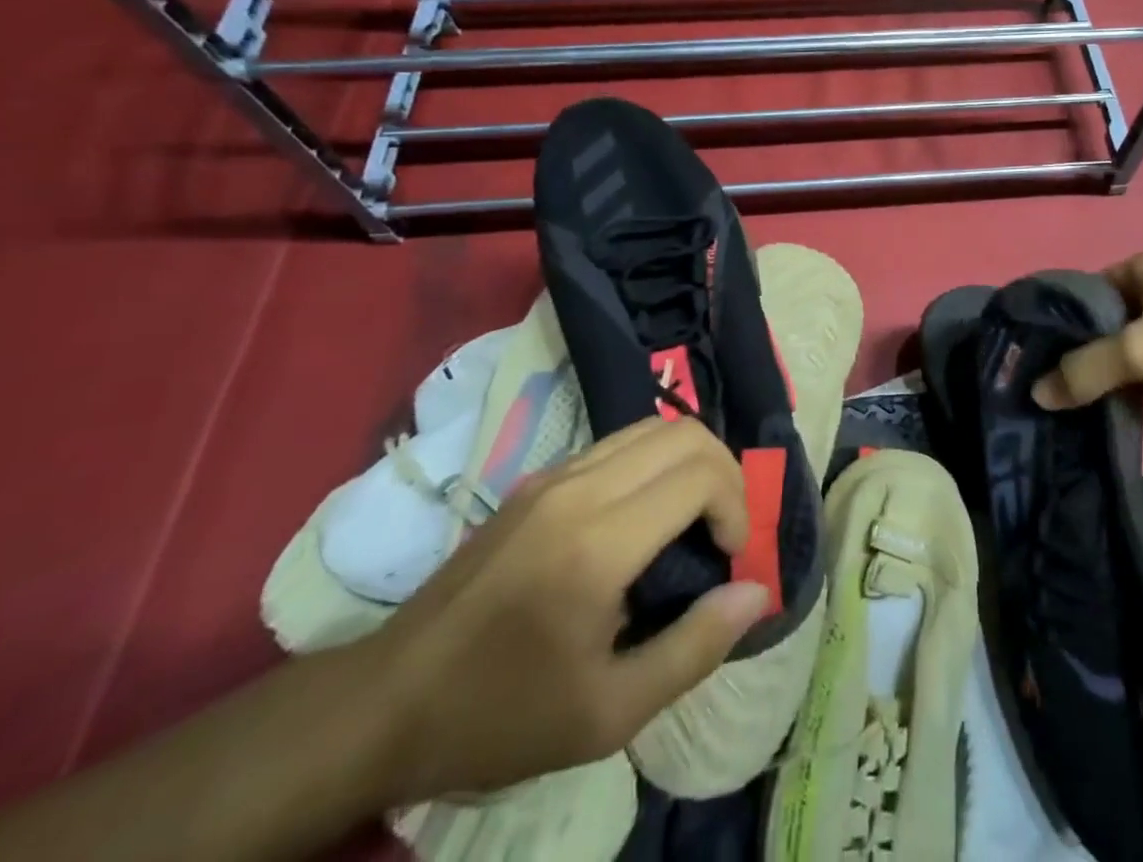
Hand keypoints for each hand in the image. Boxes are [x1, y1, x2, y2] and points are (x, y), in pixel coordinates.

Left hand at [365, 417, 770, 802]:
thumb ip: (694, 648)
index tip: (732, 557)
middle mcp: (579, 489)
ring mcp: (553, 476)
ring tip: (694, 519)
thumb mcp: (607, 714)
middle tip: (725, 531)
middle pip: (684, 432)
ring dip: (690, 462)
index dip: (737, 506)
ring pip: (652, 427)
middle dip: (725, 472)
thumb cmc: (499, 716)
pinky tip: (646, 518)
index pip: (700, 474)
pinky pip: (618, 444)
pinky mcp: (538, 480)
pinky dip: (655, 462)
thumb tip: (757, 592)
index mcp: (598, 544)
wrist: (385, 703)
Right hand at [1032, 247, 1142, 416]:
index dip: (1068, 327)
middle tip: (1087, 386)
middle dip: (1100, 352)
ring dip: (1130, 367)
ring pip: (1139, 336)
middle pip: (1112, 317)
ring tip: (1127, 394)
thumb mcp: (1139, 354)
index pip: (1087, 292)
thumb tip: (1037, 393)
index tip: (1054, 364)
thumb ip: (1085, 372)